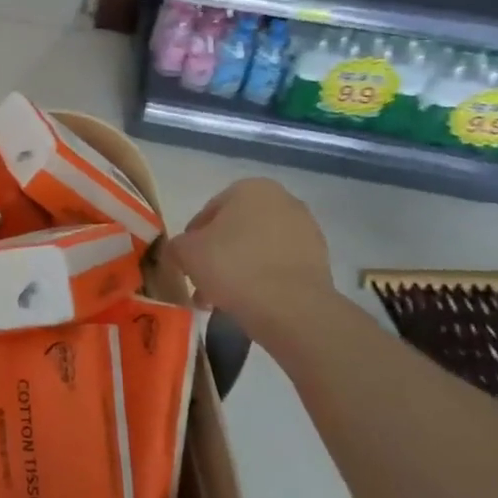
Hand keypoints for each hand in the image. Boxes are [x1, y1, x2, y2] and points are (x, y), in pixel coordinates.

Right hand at [165, 178, 338, 343]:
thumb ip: (176, 245)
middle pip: (237, 229)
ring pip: (259, 249)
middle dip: (219, 255)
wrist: (292, 309)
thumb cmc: (233, 267)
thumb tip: (180, 251)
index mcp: (250, 188)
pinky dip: (265, 280)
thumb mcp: (186, 253)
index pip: (209, 212)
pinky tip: (251, 303)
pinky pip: (281, 266)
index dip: (193, 239)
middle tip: (204, 283)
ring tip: (225, 299)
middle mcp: (283, 200)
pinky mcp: (321, 261)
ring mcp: (306, 230)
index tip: (188, 264)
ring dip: (241, 268)